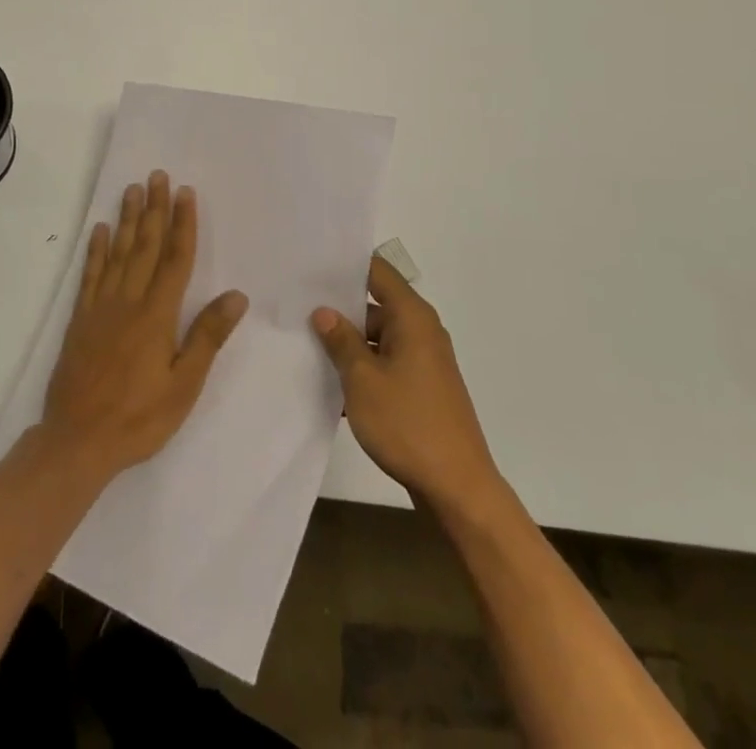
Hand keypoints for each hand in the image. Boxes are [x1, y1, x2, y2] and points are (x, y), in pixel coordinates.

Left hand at [41, 171, 246, 481]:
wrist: (77, 441)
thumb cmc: (139, 418)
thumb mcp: (184, 386)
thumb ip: (207, 337)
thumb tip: (236, 295)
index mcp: (157, 315)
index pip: (175, 259)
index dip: (182, 224)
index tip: (185, 193)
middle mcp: (129, 301)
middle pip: (144, 246)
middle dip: (153, 209)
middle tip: (157, 176)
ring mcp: (101, 307)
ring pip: (117, 253)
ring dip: (126, 219)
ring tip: (132, 189)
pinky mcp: (81, 319)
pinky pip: (90, 275)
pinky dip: (95, 250)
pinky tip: (99, 230)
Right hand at [312, 256, 500, 514]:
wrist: (457, 488)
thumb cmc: (408, 424)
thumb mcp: (363, 380)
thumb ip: (341, 340)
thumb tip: (323, 311)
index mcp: (412, 317)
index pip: (378, 271)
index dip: (346, 266)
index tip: (312, 267)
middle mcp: (422, 331)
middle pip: (375, 305)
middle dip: (339, 310)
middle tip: (298, 310)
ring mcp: (424, 362)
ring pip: (378, 339)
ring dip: (348, 346)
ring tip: (305, 348)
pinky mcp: (422, 389)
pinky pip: (386, 365)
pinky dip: (362, 371)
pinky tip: (331, 387)